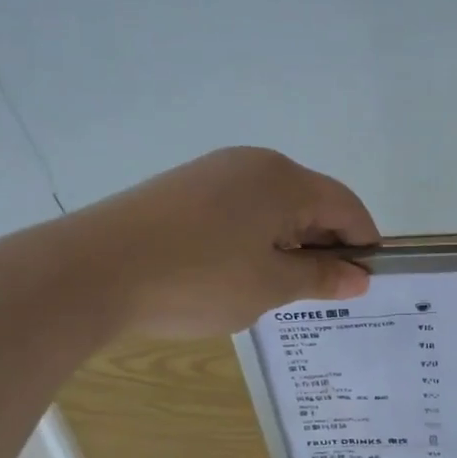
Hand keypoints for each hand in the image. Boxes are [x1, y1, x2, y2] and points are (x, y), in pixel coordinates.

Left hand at [82, 147, 379, 338]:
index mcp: (284, 180)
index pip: (347, 207)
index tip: (366, 284)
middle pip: (311, 202)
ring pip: (273, 207)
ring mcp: (213, 172)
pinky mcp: (183, 189)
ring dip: (288, 244)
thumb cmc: (197, 279)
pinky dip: (254, 238)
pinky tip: (235, 272)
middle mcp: (253, 164)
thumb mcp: (270, 286)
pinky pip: (239, 210)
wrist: (91, 271)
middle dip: (324, 245)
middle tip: (322, 293)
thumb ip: (320, 277)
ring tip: (276, 288)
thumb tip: (358, 277)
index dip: (364, 244)